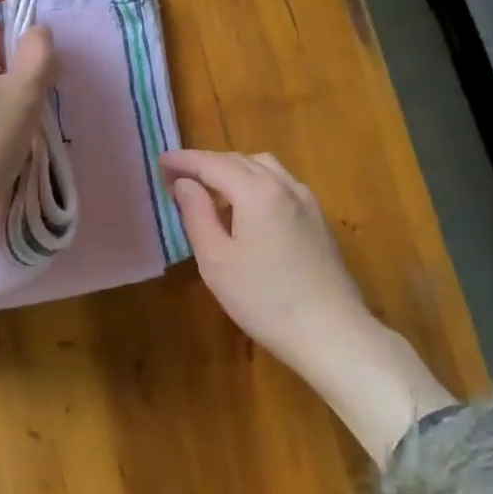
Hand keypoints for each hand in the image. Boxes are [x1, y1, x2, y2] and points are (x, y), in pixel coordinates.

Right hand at [161, 149, 454, 463]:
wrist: (332, 333)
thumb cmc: (264, 299)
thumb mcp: (216, 260)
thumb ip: (197, 214)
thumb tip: (184, 183)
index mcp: (257, 190)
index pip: (212, 163)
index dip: (184, 160)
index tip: (160, 161)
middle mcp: (285, 185)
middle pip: (239, 160)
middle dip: (206, 163)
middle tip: (178, 177)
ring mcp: (307, 201)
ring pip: (264, 168)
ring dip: (233, 170)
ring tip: (210, 189)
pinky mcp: (318, 219)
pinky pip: (280, 185)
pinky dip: (255, 183)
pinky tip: (246, 209)